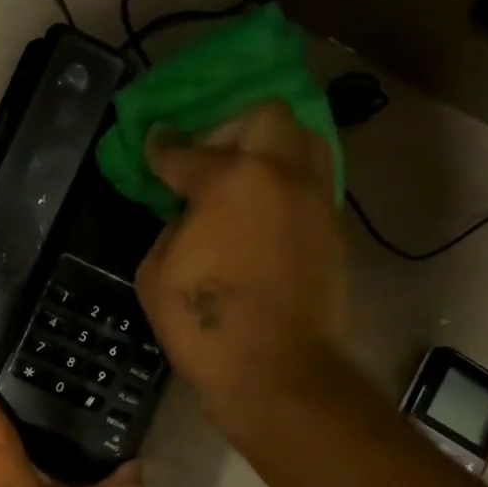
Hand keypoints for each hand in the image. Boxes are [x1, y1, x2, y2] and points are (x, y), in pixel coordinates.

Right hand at [134, 100, 348, 447]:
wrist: (276, 370)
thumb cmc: (205, 325)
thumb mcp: (156, 274)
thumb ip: (170, 229)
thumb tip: (190, 218)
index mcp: (231, 180)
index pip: (187, 151)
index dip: (163, 148)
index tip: (154, 144)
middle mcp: (282, 174)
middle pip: (265, 116)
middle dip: (229, 129)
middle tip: (208, 160)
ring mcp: (315, 200)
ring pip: (303, 141)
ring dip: (270, 148)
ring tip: (244, 179)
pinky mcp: (333, 230)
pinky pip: (312, 183)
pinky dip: (286, 185)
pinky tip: (263, 213)